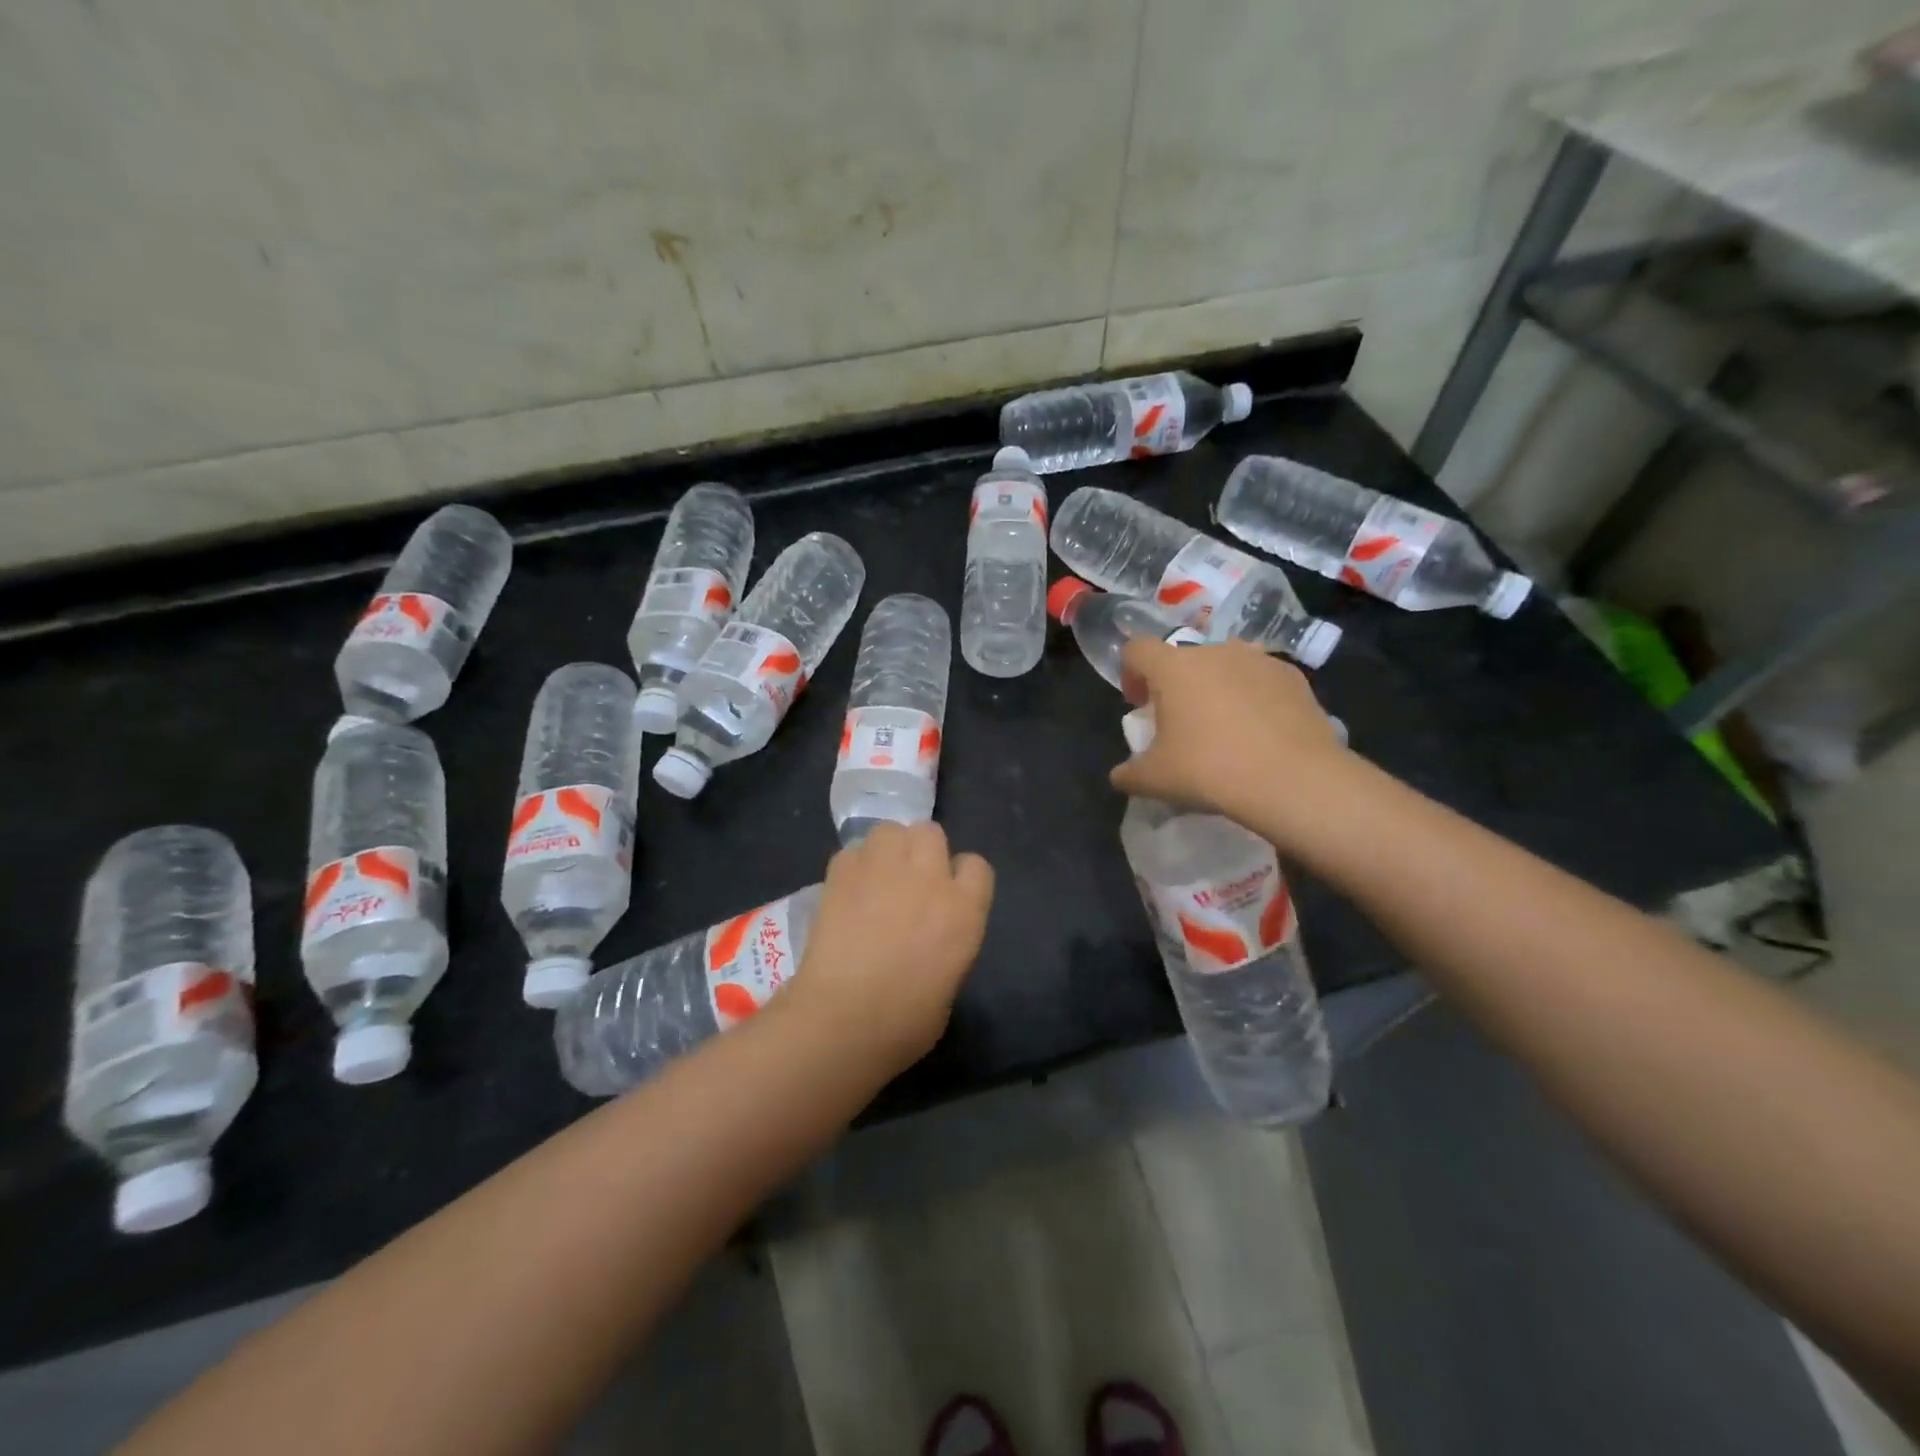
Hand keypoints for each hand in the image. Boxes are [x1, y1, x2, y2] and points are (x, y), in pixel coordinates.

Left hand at [786, 822, 994, 1075]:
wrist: (844, 1020)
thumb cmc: (905, 1023)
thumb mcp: (949, 983)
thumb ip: (947, 944)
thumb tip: (929, 938)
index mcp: (964, 910)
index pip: (977, 866)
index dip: (960, 877)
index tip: (947, 895)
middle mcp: (929, 877)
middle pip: (931, 833)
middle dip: (921, 851)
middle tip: (907, 881)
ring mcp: (884, 869)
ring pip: (890, 830)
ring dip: (887, 848)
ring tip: (875, 876)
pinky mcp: (842, 872)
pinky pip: (852, 851)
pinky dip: (852, 865)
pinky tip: (846, 890)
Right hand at [1111, 637, 1346, 816]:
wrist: (1293, 780)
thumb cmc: (1210, 771)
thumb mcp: (1154, 780)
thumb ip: (1128, 774)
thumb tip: (1120, 775)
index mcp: (1173, 668)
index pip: (1137, 650)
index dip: (1130, 673)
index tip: (1139, 705)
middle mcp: (1215, 651)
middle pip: (1183, 658)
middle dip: (1176, 685)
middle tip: (1180, 722)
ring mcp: (1259, 659)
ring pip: (1225, 665)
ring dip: (1216, 686)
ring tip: (1223, 725)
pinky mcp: (1293, 676)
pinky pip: (1260, 679)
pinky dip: (1252, 697)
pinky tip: (1260, 732)